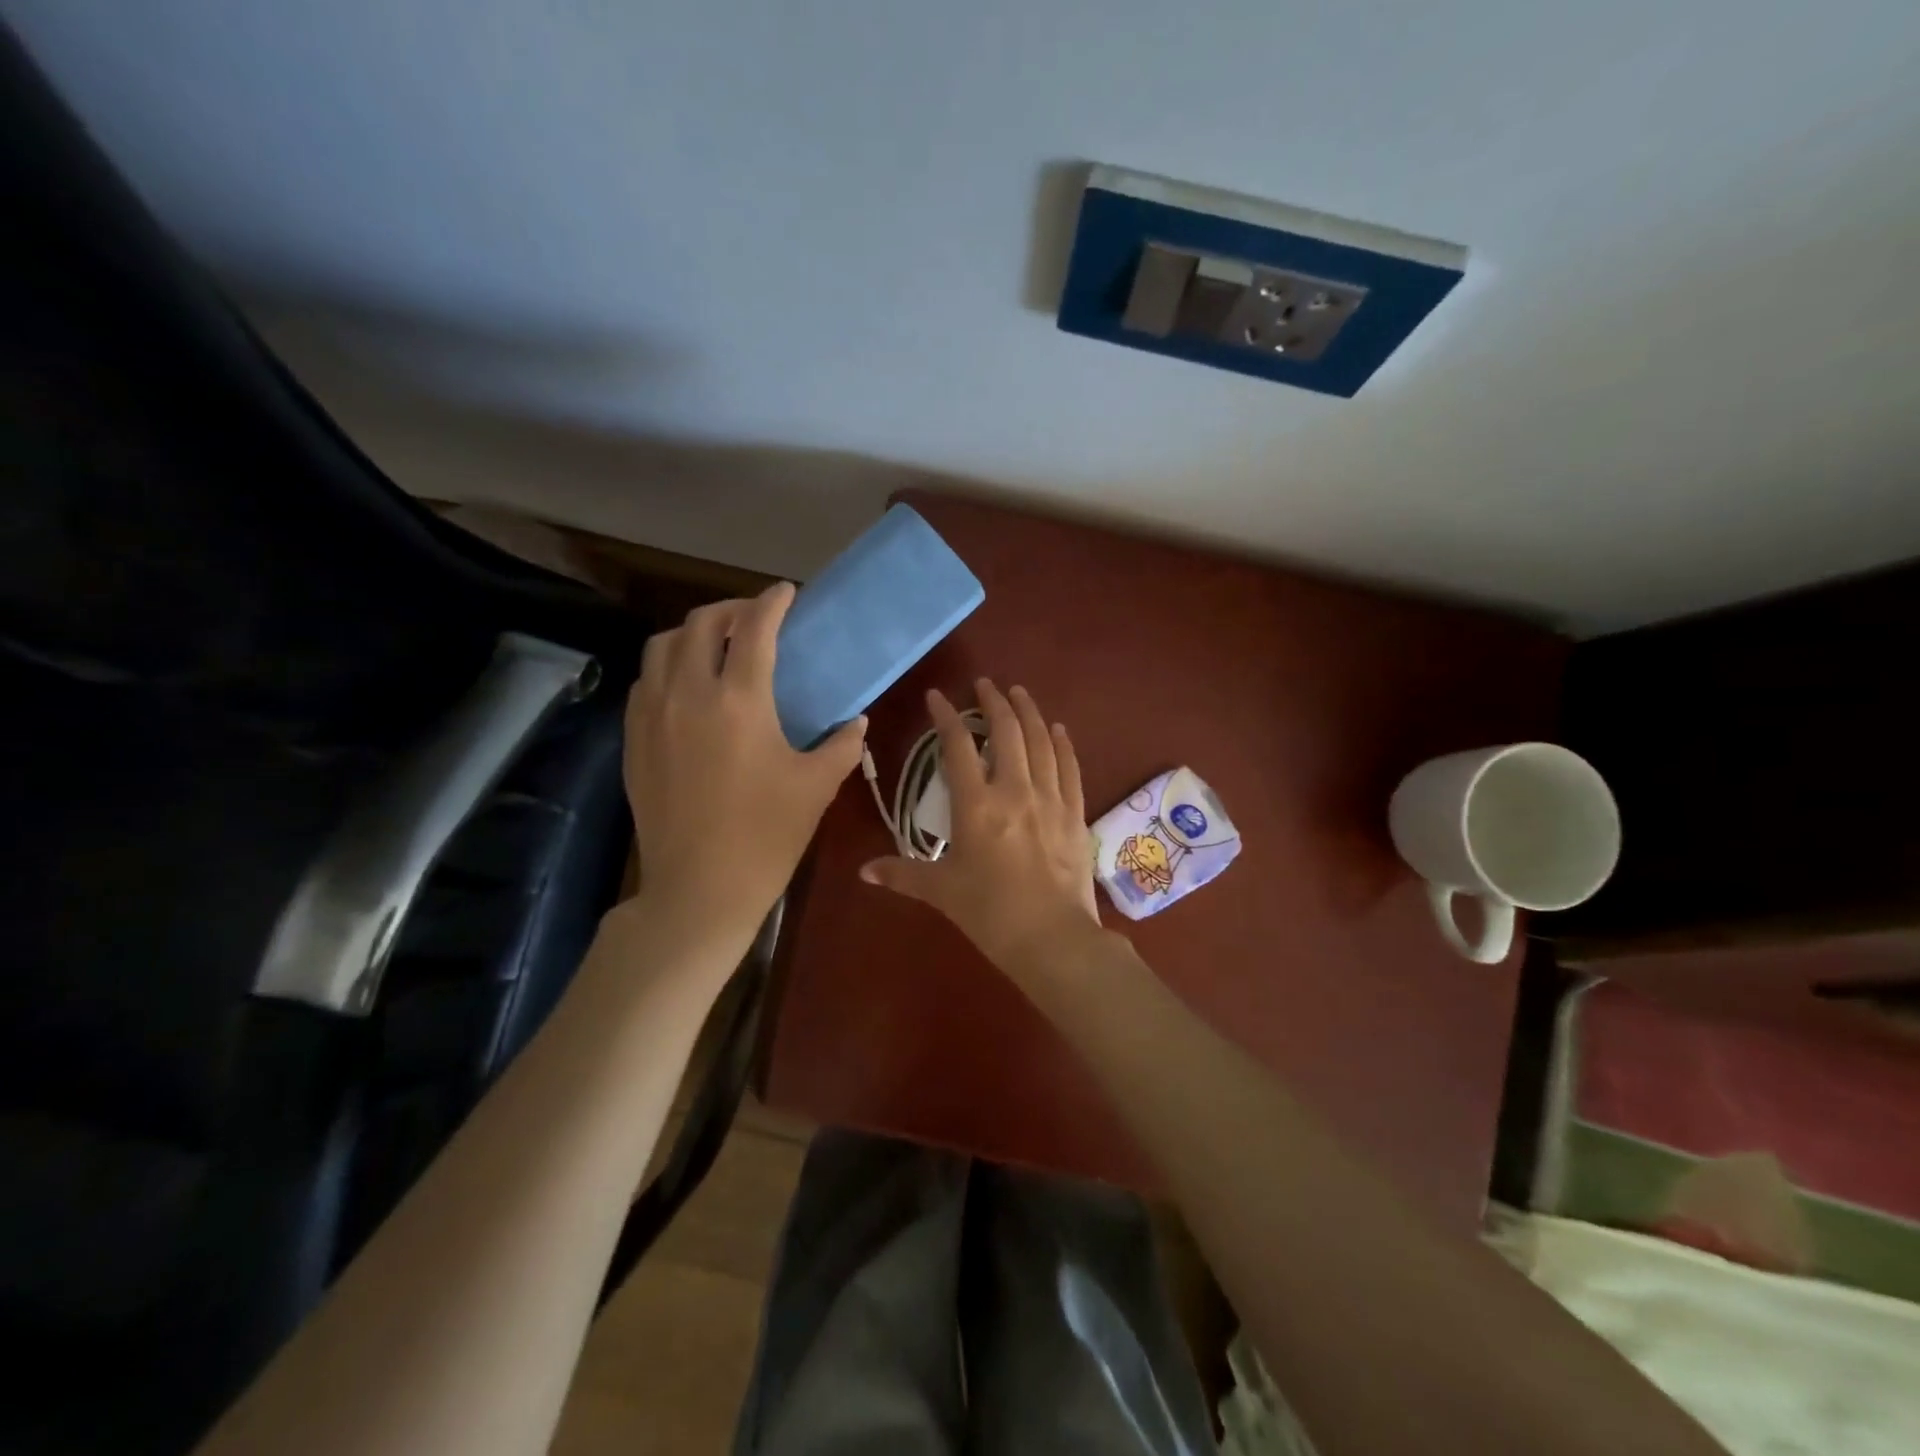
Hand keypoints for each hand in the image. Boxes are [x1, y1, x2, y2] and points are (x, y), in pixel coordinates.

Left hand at [623, 582, 865, 944]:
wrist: (699, 888)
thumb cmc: (766, 835)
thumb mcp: (816, 786)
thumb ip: (841, 745)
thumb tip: (856, 721)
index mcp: (739, 699)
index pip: (755, 628)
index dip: (772, 602)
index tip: (786, 593)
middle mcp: (688, 693)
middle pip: (702, 623)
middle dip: (731, 609)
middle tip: (755, 619)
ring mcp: (652, 715)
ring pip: (663, 645)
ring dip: (693, 633)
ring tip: (717, 646)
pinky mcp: (633, 739)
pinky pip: (645, 681)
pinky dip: (668, 666)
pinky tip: (686, 687)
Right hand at [860, 680, 1102, 982]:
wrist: (1052, 938)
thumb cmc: (990, 914)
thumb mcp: (941, 892)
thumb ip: (902, 874)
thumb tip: (864, 872)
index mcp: (976, 806)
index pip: (957, 747)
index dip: (946, 717)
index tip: (937, 697)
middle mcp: (1014, 790)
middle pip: (1006, 732)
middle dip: (994, 702)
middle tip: (985, 685)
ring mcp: (1049, 799)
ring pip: (1041, 741)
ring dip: (1029, 713)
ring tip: (1019, 694)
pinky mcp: (1074, 813)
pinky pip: (1069, 767)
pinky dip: (1062, 743)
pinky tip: (1057, 729)